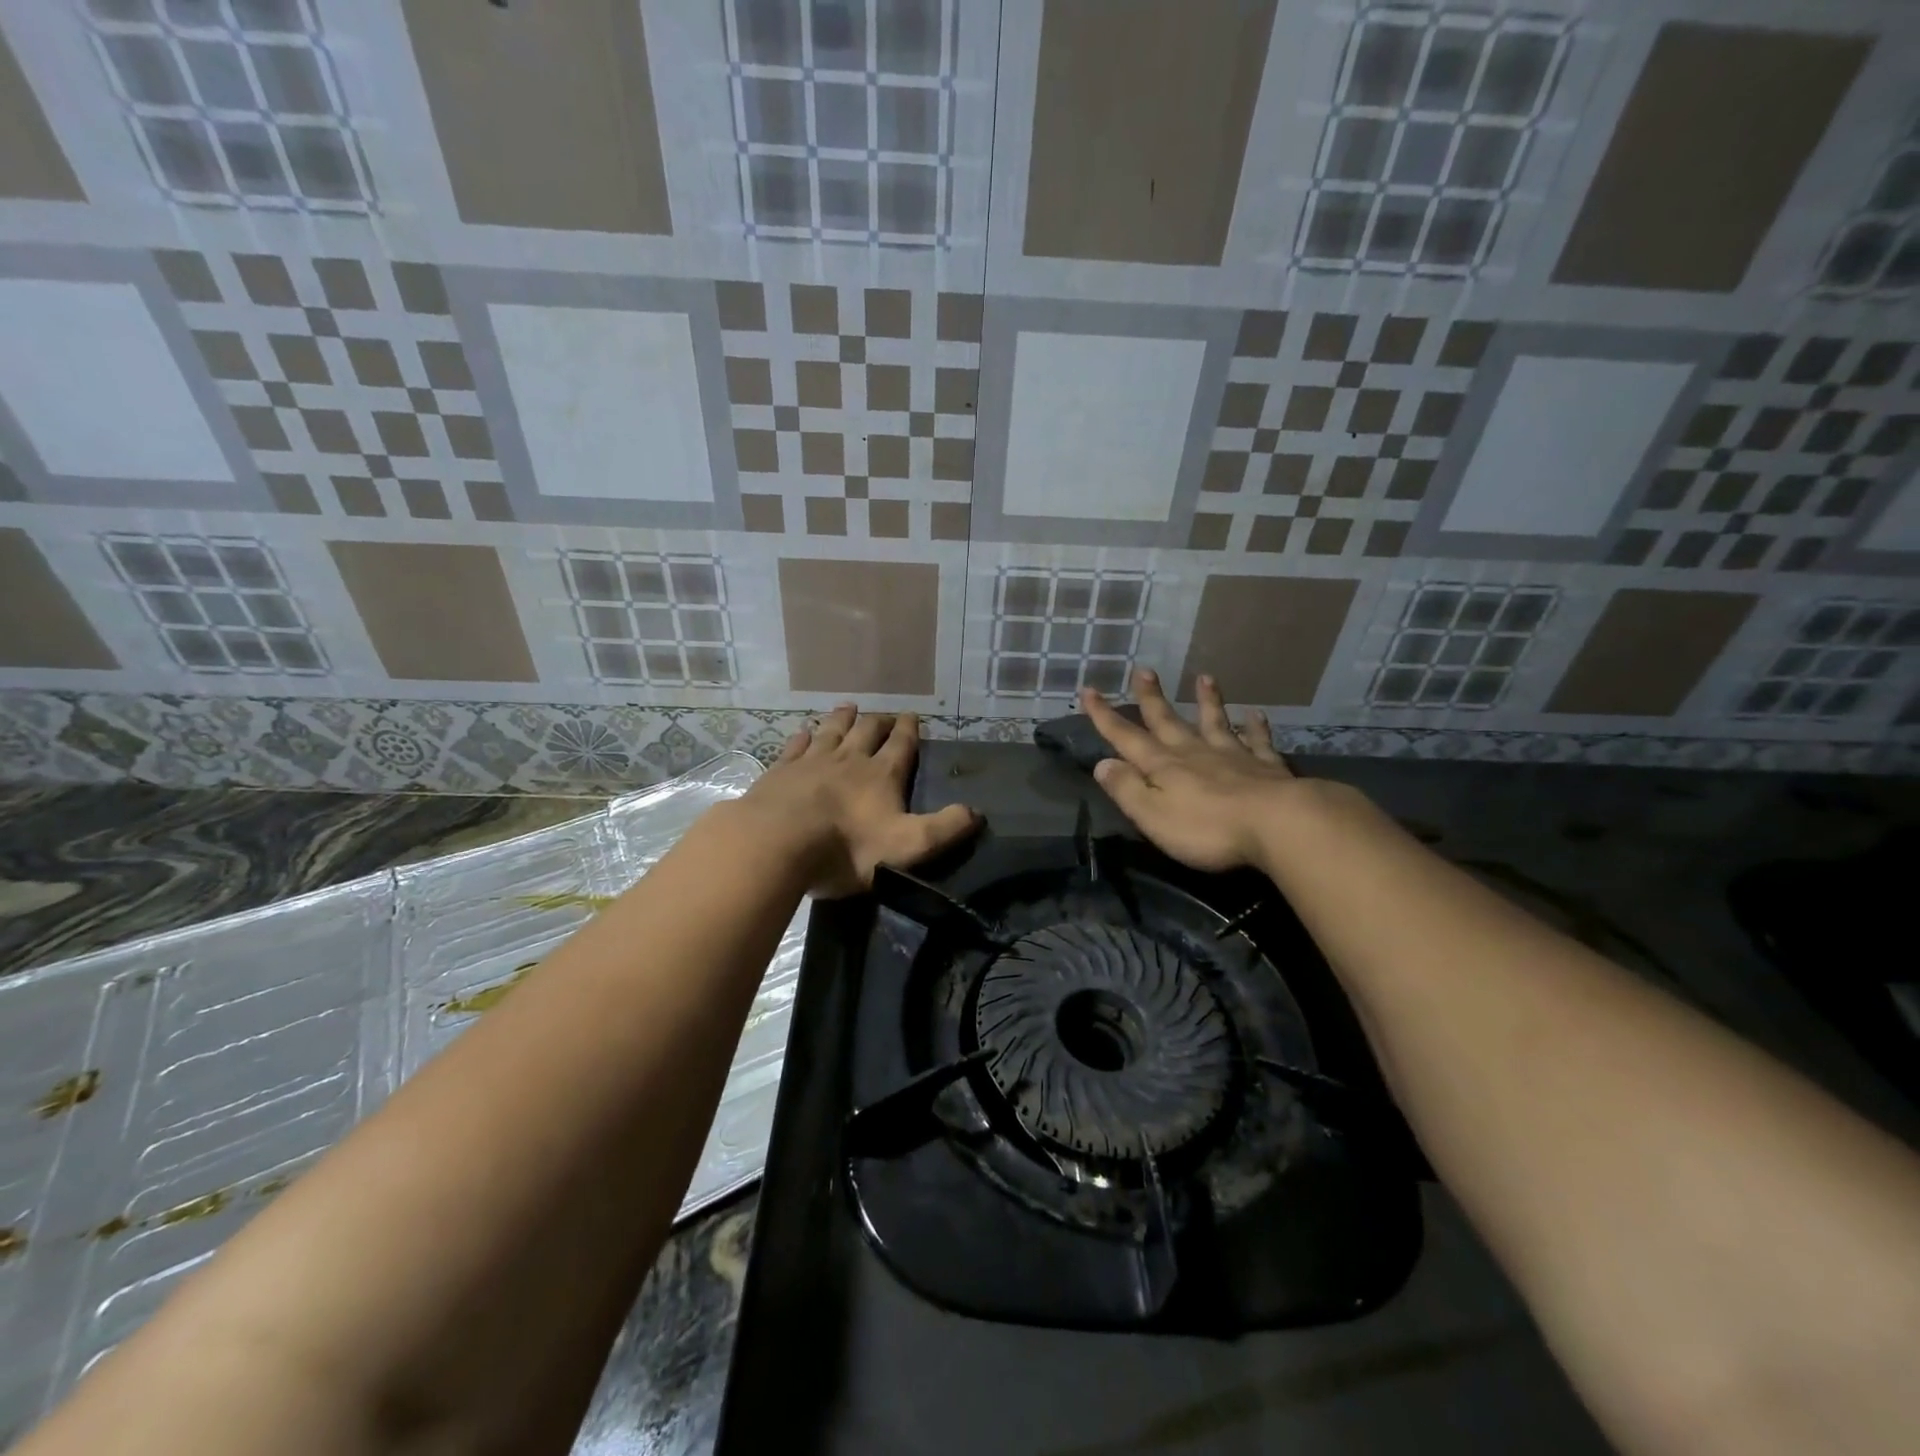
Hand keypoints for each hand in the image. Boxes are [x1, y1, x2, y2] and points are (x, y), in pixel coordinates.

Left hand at [739, 705, 979, 897]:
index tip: (913, 716)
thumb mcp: (908, 846)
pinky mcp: (781, 771)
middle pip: (867, 731)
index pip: (901, 745)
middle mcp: (849, 759)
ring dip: (842, 719)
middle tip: (883, 715)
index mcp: (882, 775)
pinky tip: (803, 730)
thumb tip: (977, 812)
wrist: (779, 843)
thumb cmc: (847, 848)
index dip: (909, 730)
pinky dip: (803, 735)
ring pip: (831, 731)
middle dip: (878, 722)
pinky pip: (796, 745)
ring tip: (848, 707)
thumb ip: (944, 829)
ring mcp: (812, 761)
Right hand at [1081, 669, 1296, 872]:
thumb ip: (1126, 789)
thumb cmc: (1207, 828)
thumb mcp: (1152, 815)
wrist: (1277, 824)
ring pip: (1215, 722)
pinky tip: (1256, 714)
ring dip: (1208, 701)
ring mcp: (1232, 756)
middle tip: (1143, 670)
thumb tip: (1102, 764)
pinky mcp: (1266, 767)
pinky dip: (1255, 726)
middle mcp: (1194, 752)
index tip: (1089, 690)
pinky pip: (1258, 741)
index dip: (1105, 716)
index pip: (1126, 738)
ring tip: (1204, 677)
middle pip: (1168, 721)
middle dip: (1151, 698)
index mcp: (1163, 766)